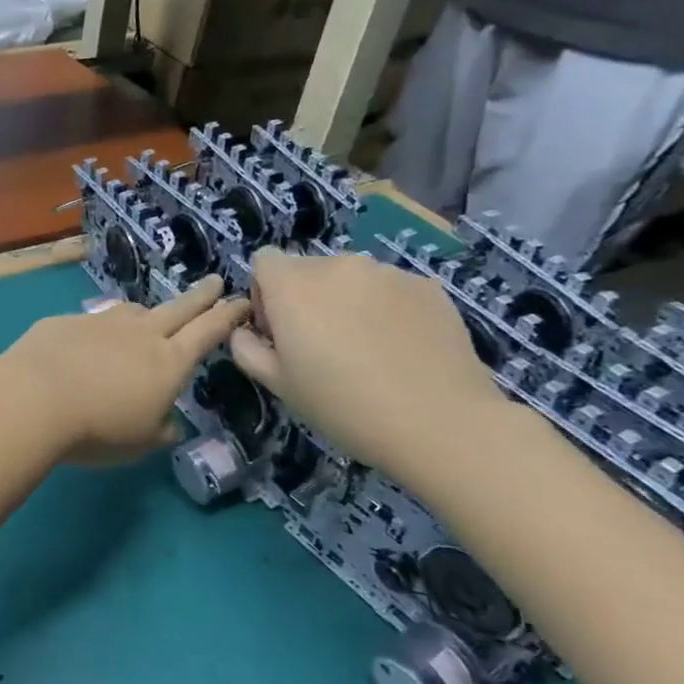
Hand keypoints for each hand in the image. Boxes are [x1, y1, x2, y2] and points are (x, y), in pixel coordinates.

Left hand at [0, 275, 249, 464]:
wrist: (34, 398)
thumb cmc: (98, 428)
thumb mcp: (141, 442)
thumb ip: (161, 429)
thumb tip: (170, 423)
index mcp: (169, 362)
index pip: (207, 332)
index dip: (227, 316)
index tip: (241, 300)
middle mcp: (139, 334)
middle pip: (178, 308)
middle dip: (200, 296)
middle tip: (215, 282)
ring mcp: (101, 323)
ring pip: (132, 311)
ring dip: (146, 312)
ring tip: (148, 317)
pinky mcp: (65, 322)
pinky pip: (90, 323)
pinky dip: (98, 332)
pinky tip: (86, 344)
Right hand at [228, 250, 508, 483]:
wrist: (438, 423)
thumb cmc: (341, 405)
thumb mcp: (277, 384)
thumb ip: (246, 348)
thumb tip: (245, 331)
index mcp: (293, 285)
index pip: (264, 260)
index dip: (264, 293)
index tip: (279, 331)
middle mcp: (338, 265)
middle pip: (308, 269)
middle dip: (306, 298)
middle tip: (322, 346)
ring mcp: (387, 272)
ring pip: (350, 278)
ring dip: (346, 302)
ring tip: (366, 349)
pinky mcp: (427, 285)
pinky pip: (389, 289)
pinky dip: (385, 309)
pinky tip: (400, 350)